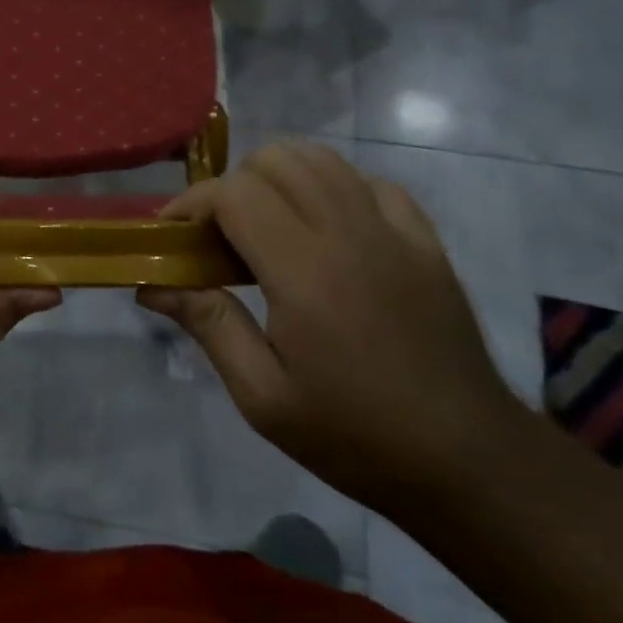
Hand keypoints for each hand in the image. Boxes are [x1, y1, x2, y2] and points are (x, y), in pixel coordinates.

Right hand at [139, 142, 520, 511]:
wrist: (469, 462)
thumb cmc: (356, 436)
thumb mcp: (264, 398)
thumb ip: (209, 325)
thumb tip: (153, 284)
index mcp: (304, 271)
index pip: (234, 193)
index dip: (192, 203)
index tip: (173, 234)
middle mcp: (348, 233)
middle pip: (275, 160)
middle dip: (232, 186)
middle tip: (220, 236)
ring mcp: (394, 231)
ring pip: (321, 159)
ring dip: (279, 177)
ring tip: (267, 224)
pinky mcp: (425, 241)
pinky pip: (369, 182)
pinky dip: (334, 188)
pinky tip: (327, 229)